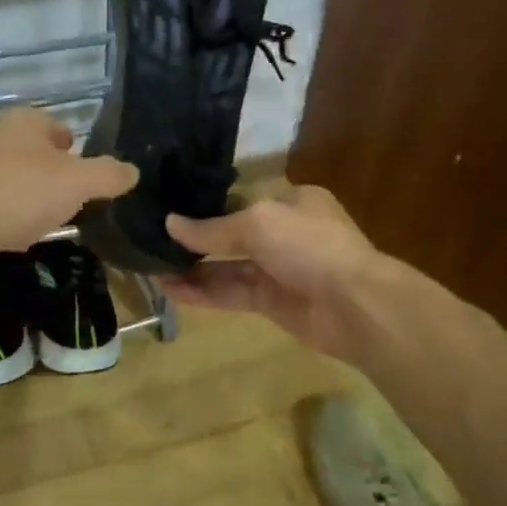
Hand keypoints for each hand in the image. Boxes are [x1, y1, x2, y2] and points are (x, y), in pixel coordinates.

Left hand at [0, 108, 136, 283]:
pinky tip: (16, 240)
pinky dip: (7, 222)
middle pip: (36, 156)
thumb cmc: (17, 193)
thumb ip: (108, 175)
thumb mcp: (77, 182)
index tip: (91, 181)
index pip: (60, 129)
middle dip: (55, 180)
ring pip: (15, 184)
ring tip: (48, 225)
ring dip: (31, 203)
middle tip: (75, 206)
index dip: (78, 152)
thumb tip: (132, 171)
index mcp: (25, 122)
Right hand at [157, 185, 387, 359]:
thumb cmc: (309, 246)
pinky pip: (231, 293)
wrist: (355, 305)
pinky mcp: (272, 302)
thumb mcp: (257, 224)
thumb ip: (211, 228)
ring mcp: (278, 269)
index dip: (203, 206)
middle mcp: (284, 232)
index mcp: (290, 201)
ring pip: (227, 267)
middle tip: (151, 242)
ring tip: (151, 269)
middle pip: (230, 235)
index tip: (167, 210)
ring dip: (192, 269)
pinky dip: (203, 292)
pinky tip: (171, 290)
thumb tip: (170, 224)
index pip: (238, 200)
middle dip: (193, 241)